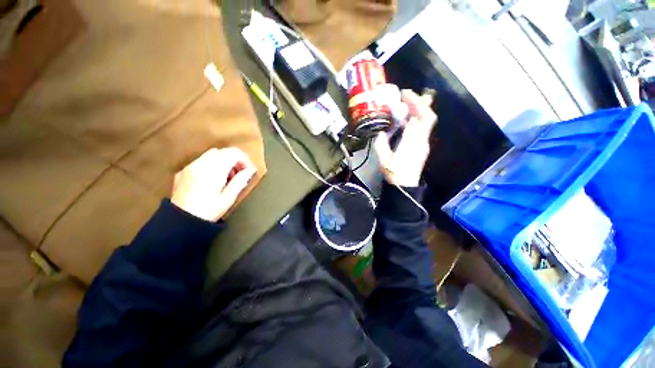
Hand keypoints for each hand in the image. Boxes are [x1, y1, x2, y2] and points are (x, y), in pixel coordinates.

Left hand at [171, 148, 256, 221]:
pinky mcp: (183, 172)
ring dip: (223, 162)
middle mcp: (200, 164)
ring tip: (226, 178)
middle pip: (222, 151)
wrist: (179, 222)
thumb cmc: (208, 212)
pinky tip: (212, 180)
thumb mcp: (228, 199)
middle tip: (238, 174)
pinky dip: (211, 165)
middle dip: (234, 160)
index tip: (248, 171)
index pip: (233, 153)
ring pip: (211, 154)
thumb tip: (251, 170)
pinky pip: (201, 161)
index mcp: (213, 170)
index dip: (244, 159)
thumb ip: (240, 181)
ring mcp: (189, 167)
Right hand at [374, 89, 436, 186]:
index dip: (416, 103)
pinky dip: (415, 120)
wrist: (404, 187)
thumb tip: (379, 131)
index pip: (422, 117)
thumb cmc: (394, 173)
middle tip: (406, 96)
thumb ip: (380, 143)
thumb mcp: (383, 159)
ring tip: (405, 105)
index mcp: (413, 141)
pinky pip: (421, 129)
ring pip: (425, 122)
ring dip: (417, 111)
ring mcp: (423, 144)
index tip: (405, 94)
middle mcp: (422, 140)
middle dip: (419, 103)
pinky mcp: (421, 147)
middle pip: (427, 117)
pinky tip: (405, 120)